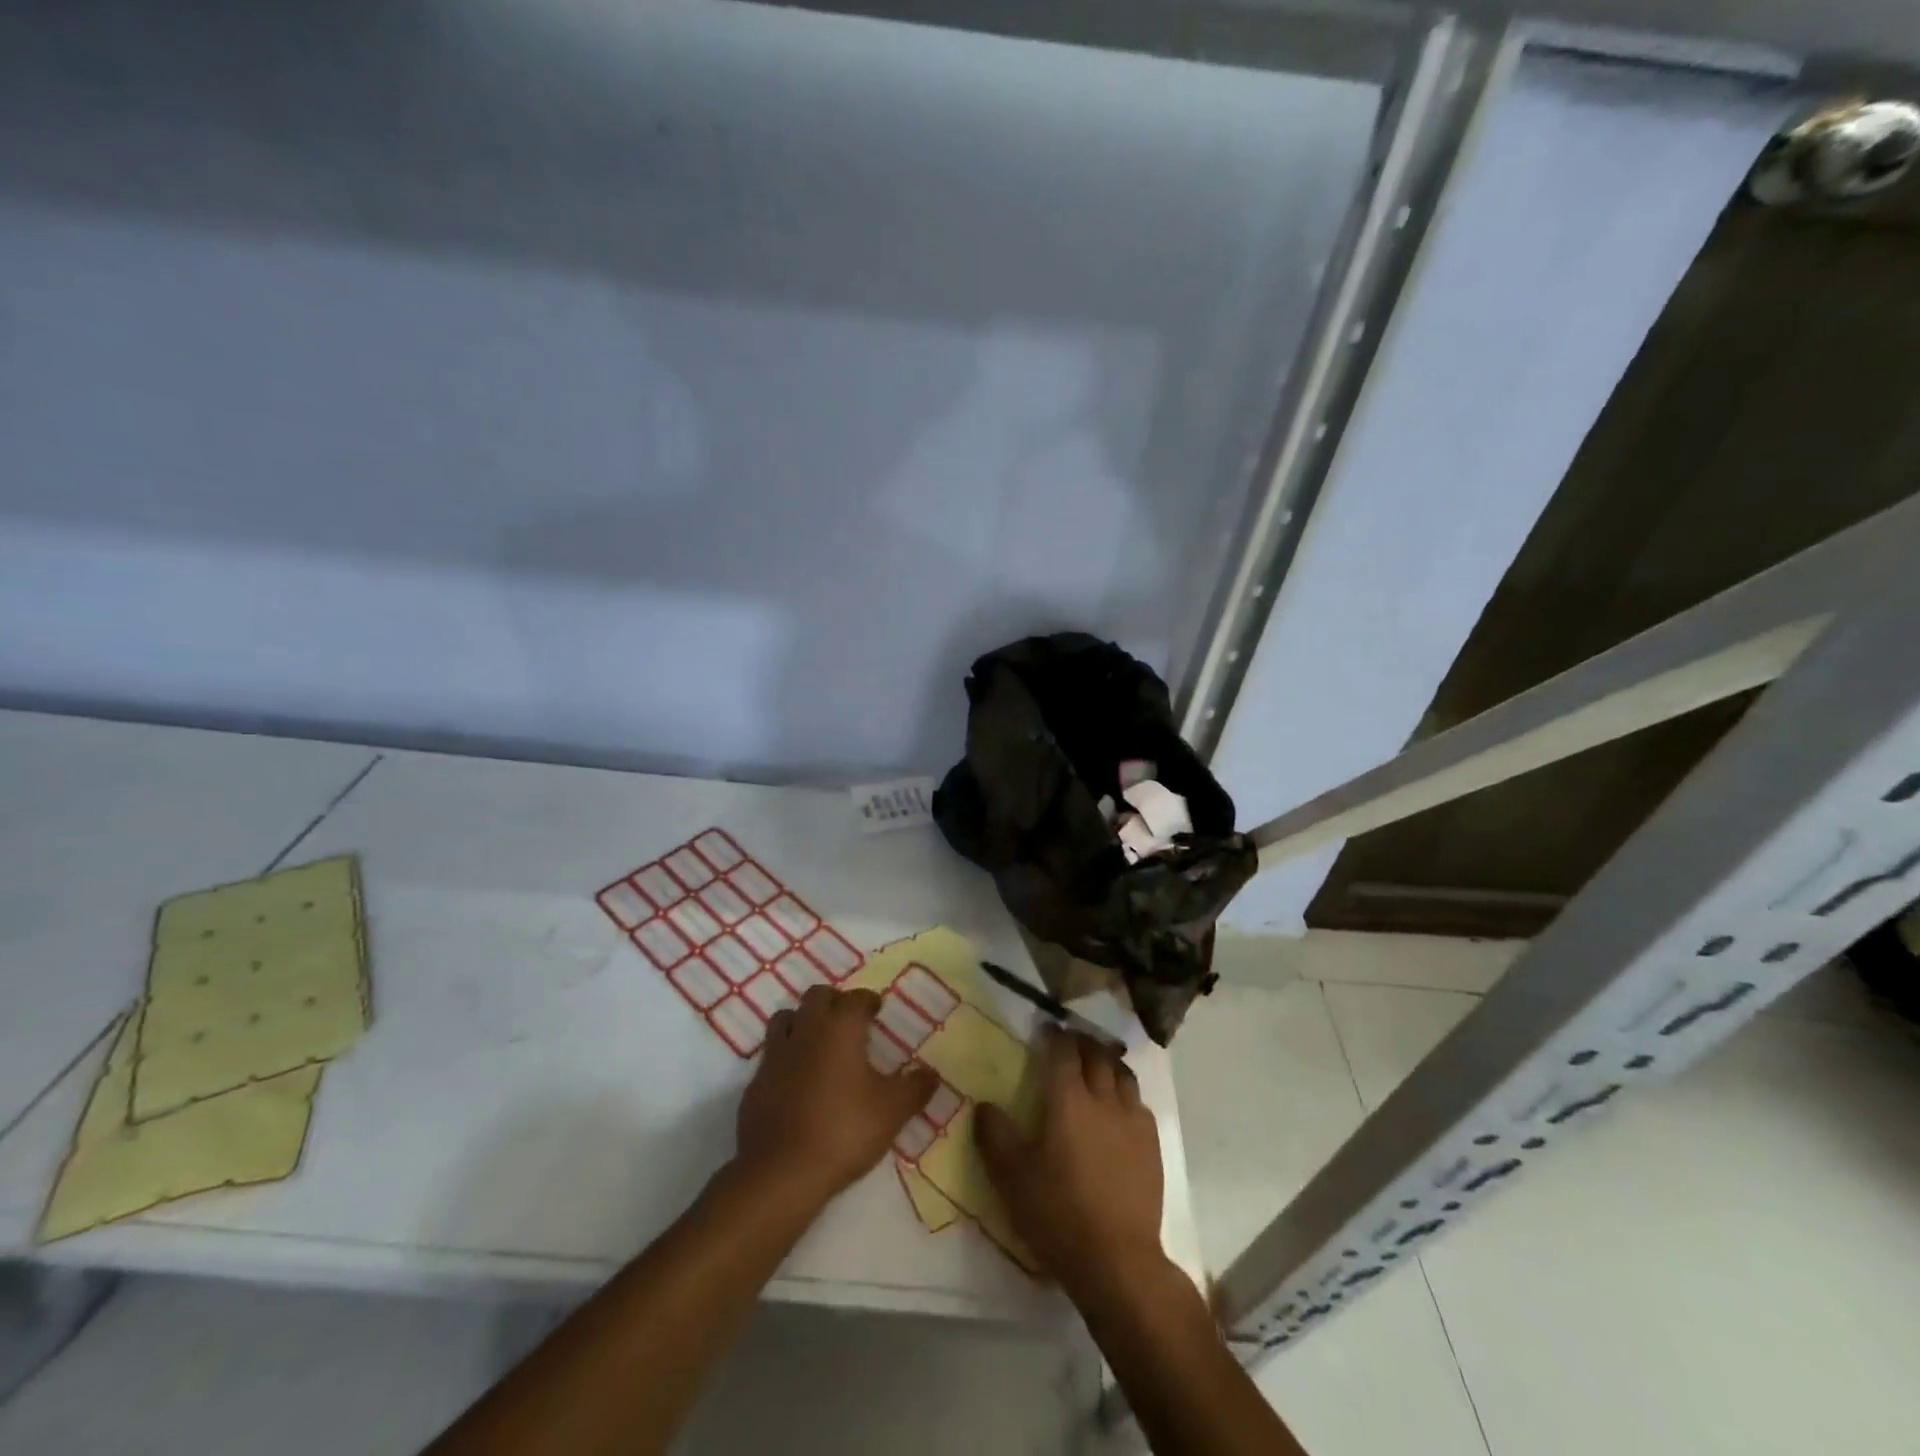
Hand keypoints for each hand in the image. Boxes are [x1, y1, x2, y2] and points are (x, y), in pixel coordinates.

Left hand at [732, 985, 937, 1211]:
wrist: (781, 1171)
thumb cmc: (844, 1130)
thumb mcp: (892, 1111)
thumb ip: (915, 1088)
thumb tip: (932, 1073)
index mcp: (841, 1027)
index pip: (856, 998)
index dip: (868, 1001)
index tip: (876, 1010)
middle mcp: (806, 1030)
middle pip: (817, 996)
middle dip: (833, 1001)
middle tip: (848, 1020)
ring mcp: (775, 1055)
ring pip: (786, 1018)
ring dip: (802, 1021)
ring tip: (818, 1042)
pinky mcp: (754, 1082)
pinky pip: (771, 1055)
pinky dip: (785, 1057)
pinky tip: (796, 1080)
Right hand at [976, 1028, 1165, 1301]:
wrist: (1117, 1260)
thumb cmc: (1058, 1213)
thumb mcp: (1011, 1177)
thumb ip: (994, 1135)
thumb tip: (984, 1105)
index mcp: (1068, 1099)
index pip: (1063, 1051)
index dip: (1054, 1035)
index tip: (1046, 1028)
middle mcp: (1103, 1099)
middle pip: (1097, 1055)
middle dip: (1082, 1043)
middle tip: (1070, 1042)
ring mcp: (1132, 1120)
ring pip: (1122, 1074)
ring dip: (1107, 1062)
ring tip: (1096, 1066)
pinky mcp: (1151, 1145)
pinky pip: (1139, 1103)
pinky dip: (1125, 1093)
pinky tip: (1118, 1108)